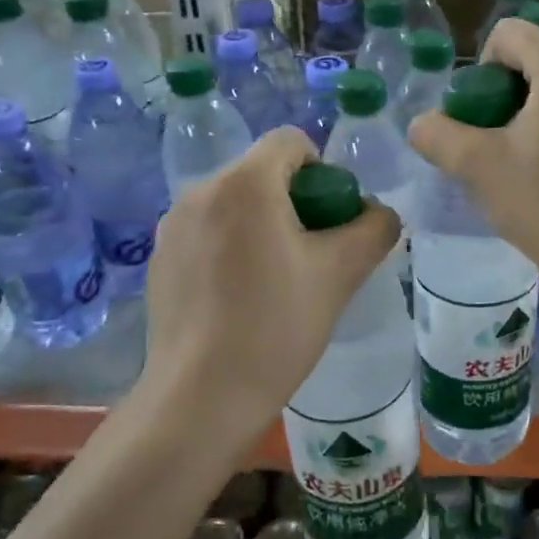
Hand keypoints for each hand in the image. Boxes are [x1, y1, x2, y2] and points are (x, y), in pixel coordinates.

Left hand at [137, 127, 399, 450]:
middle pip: (261, 172)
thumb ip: (374, 229)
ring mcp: (172, 226)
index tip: (331, 219)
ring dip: (262, 224)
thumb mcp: (341, 274)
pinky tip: (238, 297)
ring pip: (234, 204)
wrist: (201, 397)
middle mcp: (200, 191)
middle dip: (294, 200)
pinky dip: (230, 246)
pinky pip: (207, 231)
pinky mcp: (158, 258)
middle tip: (311, 254)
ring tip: (276, 279)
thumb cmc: (276, 326)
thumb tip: (380, 214)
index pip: (291, 141)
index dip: (323, 170)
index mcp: (244, 183)